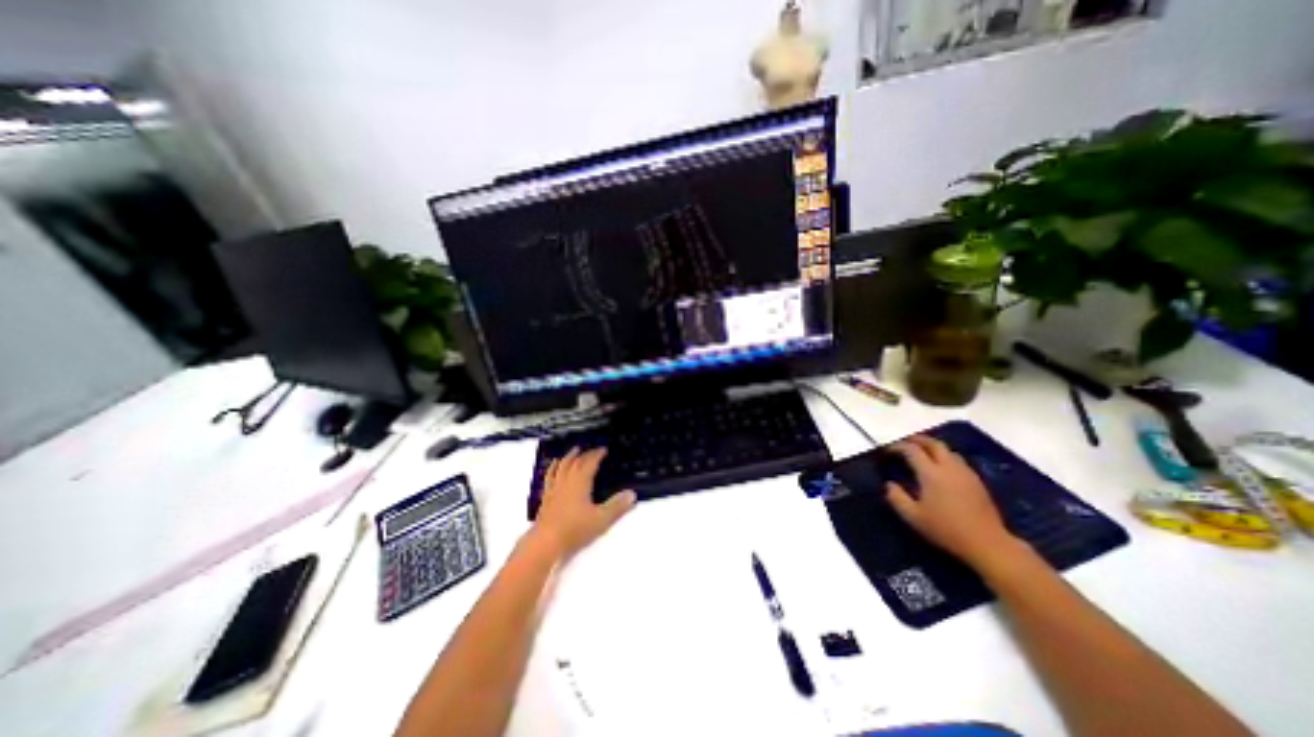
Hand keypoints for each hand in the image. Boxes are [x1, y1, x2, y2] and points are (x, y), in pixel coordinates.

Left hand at [529, 448, 639, 557]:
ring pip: (561, 467)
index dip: (597, 455)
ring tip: (572, 452)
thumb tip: (632, 494)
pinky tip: (552, 470)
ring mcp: (554, 490)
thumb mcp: (601, 520)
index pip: (590, 463)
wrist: (545, 543)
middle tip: (591, 450)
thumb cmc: (575, 530)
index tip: (604, 449)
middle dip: (584, 454)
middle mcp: (566, 482)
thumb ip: (617, 506)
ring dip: (568, 458)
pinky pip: (549, 479)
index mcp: (580, 483)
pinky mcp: (545, 499)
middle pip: (575, 463)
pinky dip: (552, 470)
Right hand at [889, 435, 1020, 565]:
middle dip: (917, 440)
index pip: (912, 450)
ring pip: (948, 450)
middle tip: (905, 443)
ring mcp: (966, 473)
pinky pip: (958, 460)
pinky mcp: (977, 481)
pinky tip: (941, 468)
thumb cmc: (946, 529)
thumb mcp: (913, 516)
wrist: (988, 544)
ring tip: (922, 453)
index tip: (887, 451)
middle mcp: (949, 467)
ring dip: (933, 447)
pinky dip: (945, 457)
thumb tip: (889, 485)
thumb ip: (897, 498)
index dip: (897, 446)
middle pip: (933, 443)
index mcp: (931, 473)